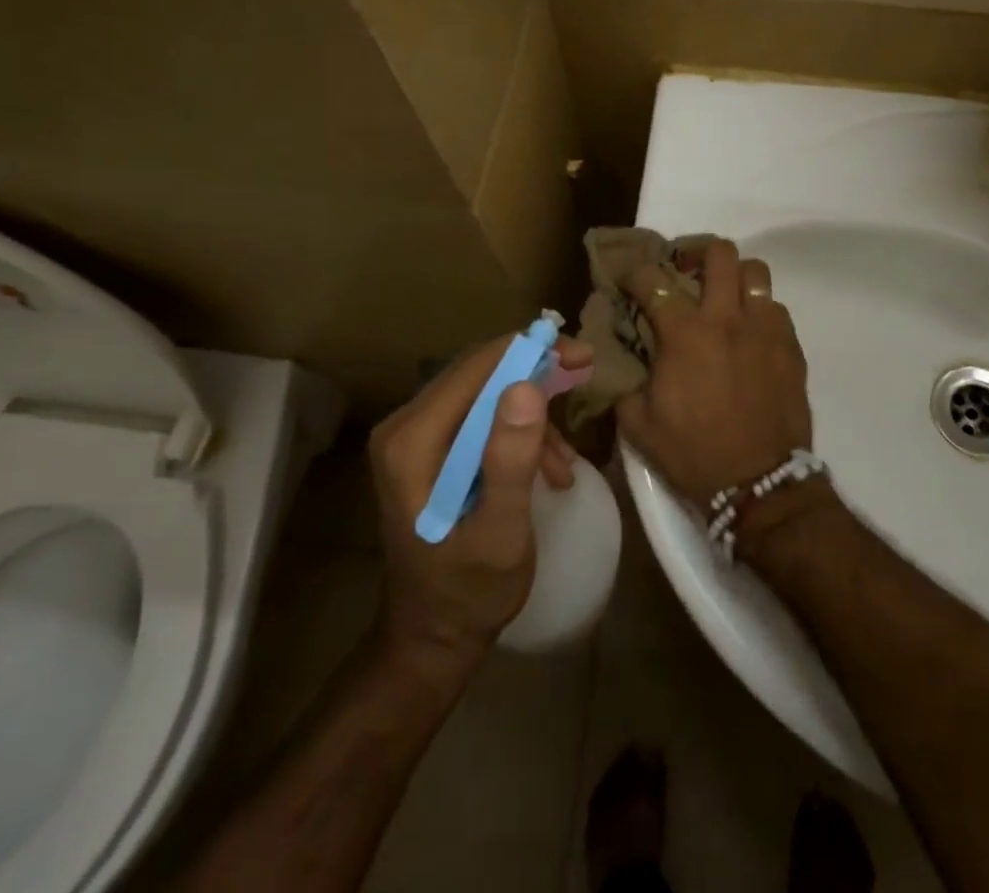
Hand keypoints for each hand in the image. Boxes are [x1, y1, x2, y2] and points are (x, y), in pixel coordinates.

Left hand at [369, 332, 586, 670]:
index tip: (582, 355)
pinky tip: (547, 469)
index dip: (531, 352)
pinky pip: (481, 416)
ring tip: (565, 460)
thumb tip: (527, 386)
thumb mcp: (500, 533)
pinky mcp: (429, 449)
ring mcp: (414, 436)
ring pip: (484, 391)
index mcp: (411, 441)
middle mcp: (404, 426)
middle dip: (536, 372)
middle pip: (479, 372)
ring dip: (531, 412)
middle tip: (584, 375)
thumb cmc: (468, 593)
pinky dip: (518, 432)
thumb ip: (510, 461)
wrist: (434, 637)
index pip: (476, 368)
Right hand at [616, 239, 810, 505]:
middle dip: (697, 253)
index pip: (653, 280)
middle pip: (719, 253)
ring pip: (755, 272)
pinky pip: (776, 308)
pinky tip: (751, 334)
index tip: (631, 282)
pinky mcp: (791, 346)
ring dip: (735, 278)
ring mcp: (765, 328)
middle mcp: (726, 318)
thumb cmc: (694, 453)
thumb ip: (625, 383)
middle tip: (687, 272)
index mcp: (684, 333)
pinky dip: (759, 311)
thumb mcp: (639, 425)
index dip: (636, 274)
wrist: (760, 485)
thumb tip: (622, 361)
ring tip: (725, 298)